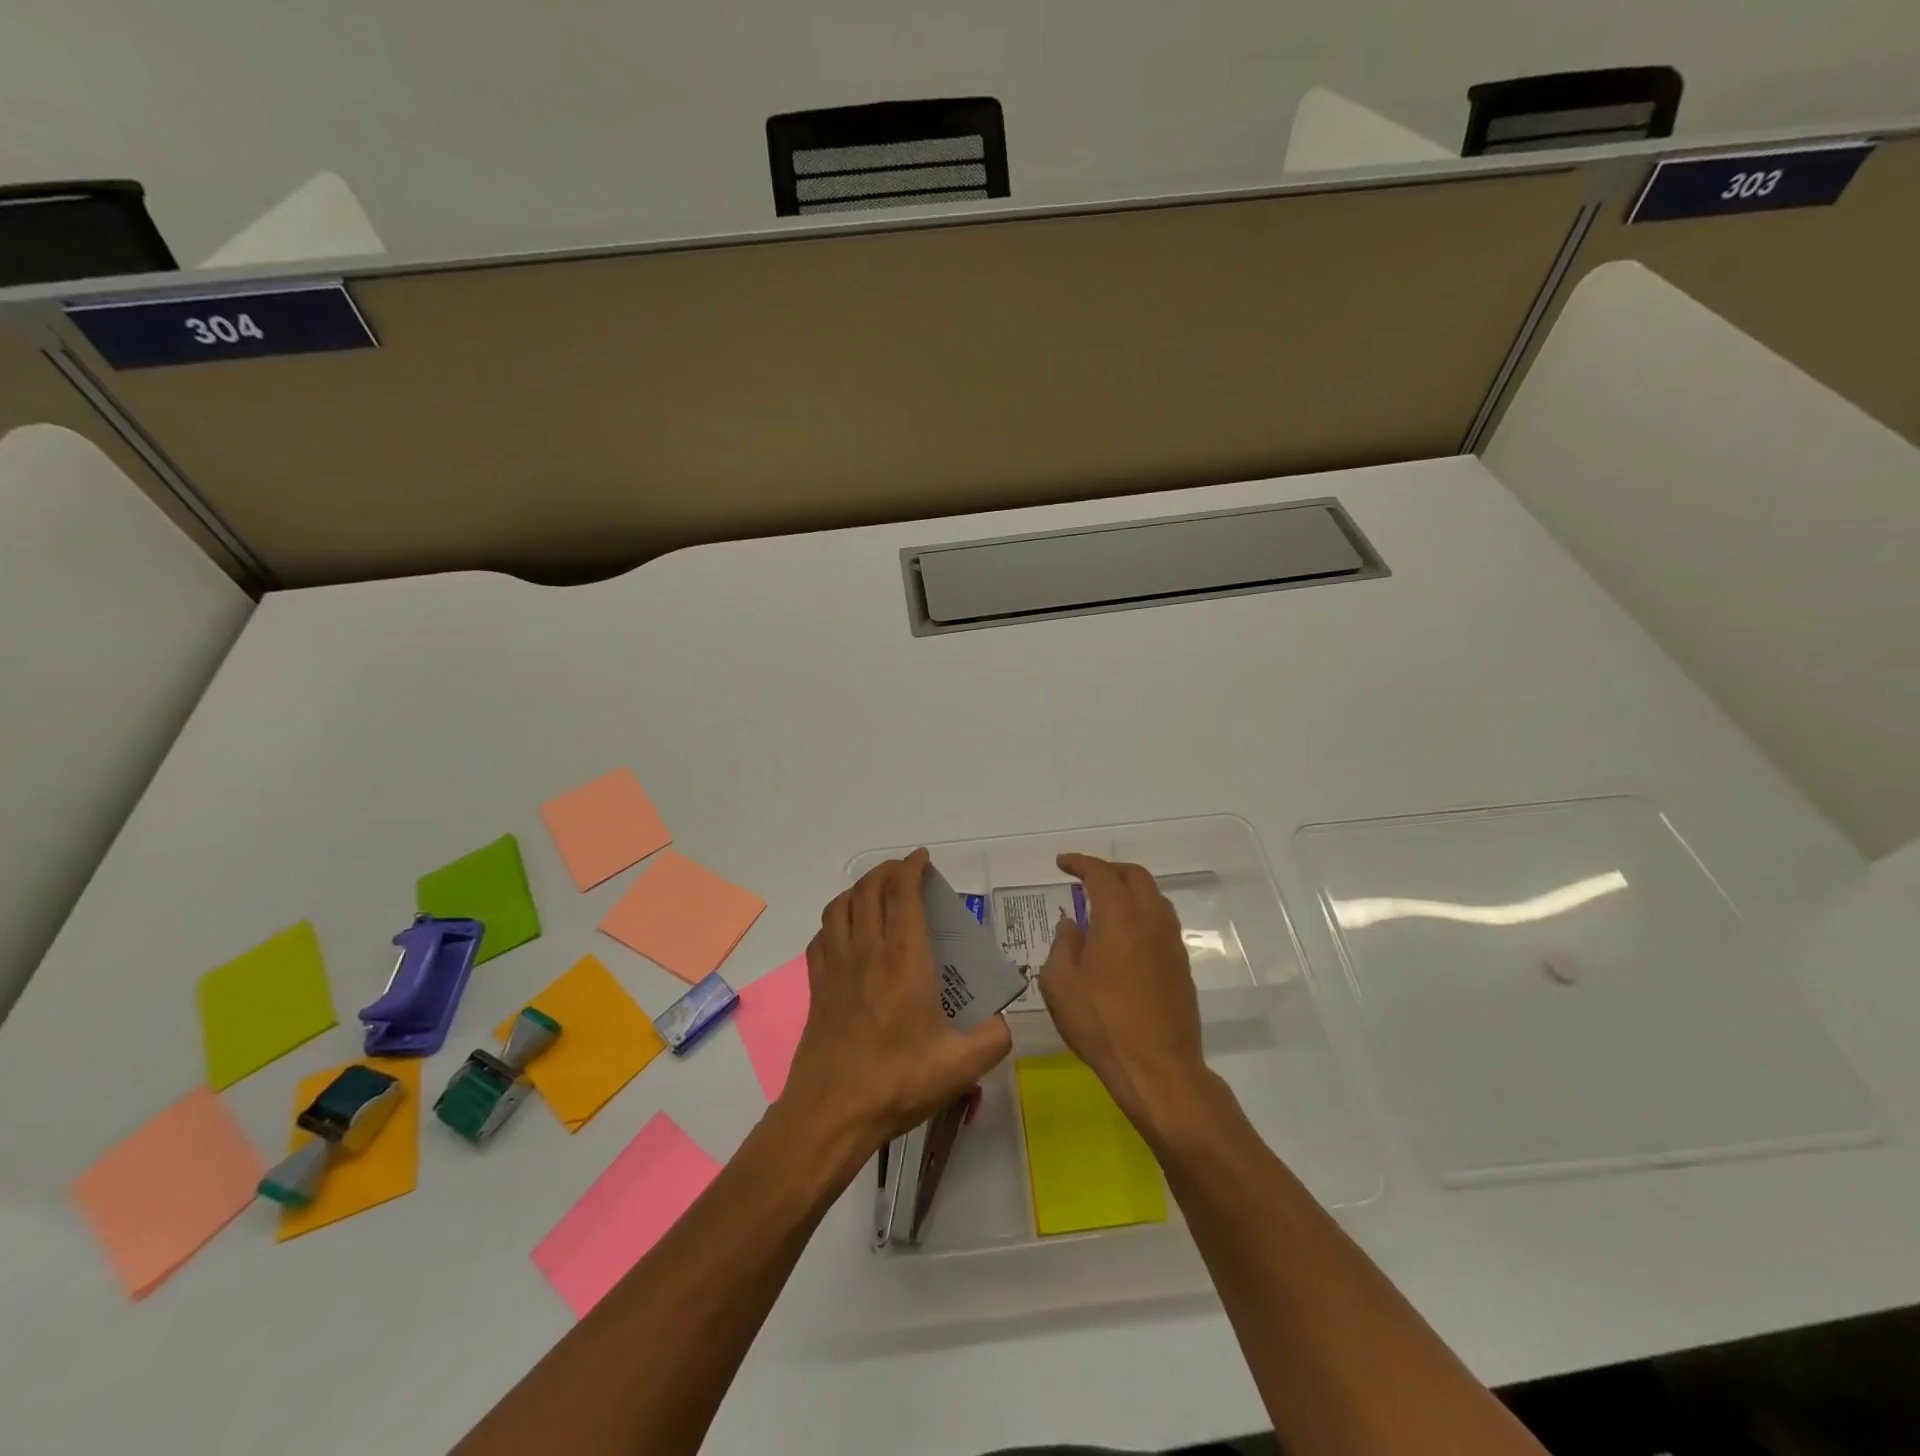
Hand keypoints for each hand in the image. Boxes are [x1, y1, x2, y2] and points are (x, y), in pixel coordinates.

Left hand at [781, 849, 1012, 1163]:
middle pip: (869, 890)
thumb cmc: (897, 1083)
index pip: (902, 895)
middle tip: (906, 871)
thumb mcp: (961, 1066)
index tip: (923, 859)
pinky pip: (822, 935)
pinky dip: (837, 919)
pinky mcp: (817, 985)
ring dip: (860, 889)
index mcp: (903, 961)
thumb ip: (993, 1038)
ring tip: (877, 892)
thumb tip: (1001, 1021)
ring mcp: (836, 966)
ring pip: (841, 906)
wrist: (832, 1113)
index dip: (911, 868)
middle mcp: (867, 952)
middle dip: (887, 871)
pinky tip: (847, 931)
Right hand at [1038, 853, 1211, 1136]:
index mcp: (1119, 914)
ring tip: (1106, 904)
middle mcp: (1150, 918)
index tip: (1062, 863)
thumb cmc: (1101, 1022)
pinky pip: (1161, 922)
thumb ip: (1063, 944)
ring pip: (1153, 897)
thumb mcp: (1061, 983)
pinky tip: (1125, 936)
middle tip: (1086, 877)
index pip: (1100, 873)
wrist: (1158, 1068)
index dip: (1079, 863)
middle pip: (1134, 876)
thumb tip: (1072, 925)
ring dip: (1129, 890)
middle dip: (1109, 870)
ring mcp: (1171, 941)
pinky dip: (1141, 914)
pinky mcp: (1181, 965)